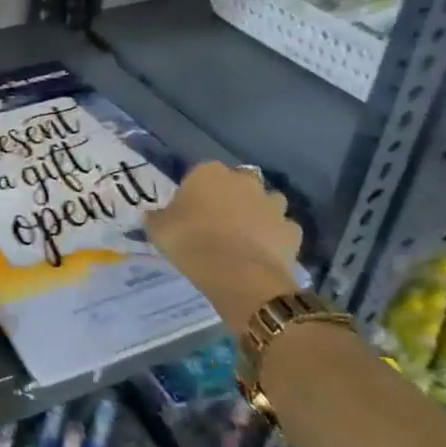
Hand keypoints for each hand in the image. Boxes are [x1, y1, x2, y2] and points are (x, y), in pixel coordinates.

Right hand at [145, 163, 302, 337]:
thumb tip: (153, 216)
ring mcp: (272, 204)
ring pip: (268, 202)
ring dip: (259, 213)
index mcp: (209, 173)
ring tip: (245, 236)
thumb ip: (157, 218)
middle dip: (233, 196)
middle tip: (219, 221)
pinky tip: (264, 252)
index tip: (190, 210)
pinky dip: (276, 237)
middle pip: (240, 182)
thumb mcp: (158, 229)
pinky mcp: (292, 231)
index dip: (197, 191)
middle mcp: (244, 181)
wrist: (237, 273)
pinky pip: (283, 229)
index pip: (203, 172)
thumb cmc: (190, 241)